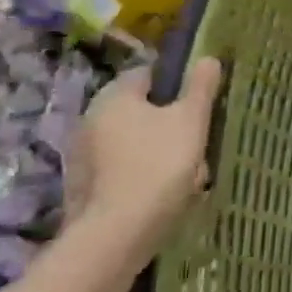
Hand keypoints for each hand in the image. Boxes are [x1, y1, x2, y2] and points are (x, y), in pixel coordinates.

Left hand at [67, 59, 223, 243]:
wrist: (118, 232)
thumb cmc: (159, 164)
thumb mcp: (191, 120)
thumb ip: (200, 88)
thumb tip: (208, 59)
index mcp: (114, 97)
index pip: (147, 74)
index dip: (176, 84)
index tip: (199, 103)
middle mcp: (90, 118)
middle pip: (140, 110)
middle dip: (169, 122)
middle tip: (197, 140)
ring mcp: (83, 155)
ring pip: (133, 141)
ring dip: (157, 149)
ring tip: (187, 172)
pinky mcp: (84, 186)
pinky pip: (122, 168)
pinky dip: (142, 174)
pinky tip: (164, 193)